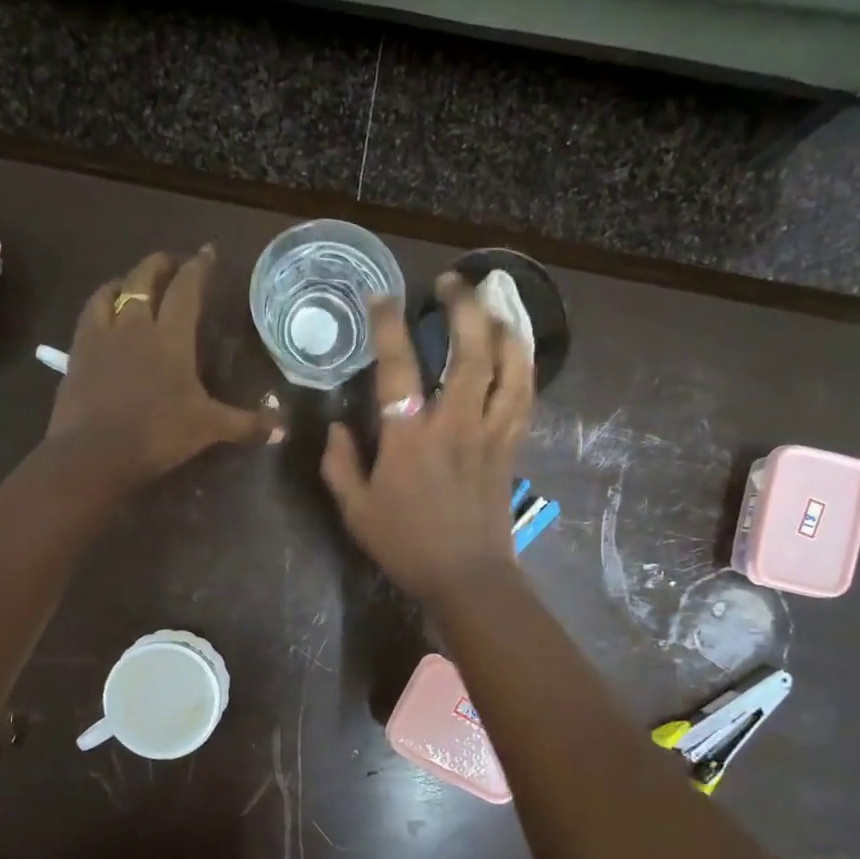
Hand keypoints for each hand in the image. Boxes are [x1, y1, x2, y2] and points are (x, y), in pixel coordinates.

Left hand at [48, 246, 279, 483]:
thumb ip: (246, 424)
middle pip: (145, 278)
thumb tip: (283, 429)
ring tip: (134, 282)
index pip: (186, 289)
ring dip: (127, 280)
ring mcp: (102, 336)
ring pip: (112, 291)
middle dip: (161, 264)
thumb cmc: (158, 434)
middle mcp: (135, 324)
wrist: (95, 453)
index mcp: (170, 336)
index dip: (199, 267)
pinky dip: (100, 303)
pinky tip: (104, 312)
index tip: (208, 251)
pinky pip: (88, 314)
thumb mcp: (208, 429)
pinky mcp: (77, 352)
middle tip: (173, 262)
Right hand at [321, 274, 534, 606]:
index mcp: (409, 438)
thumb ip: (339, 463)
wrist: (466, 576)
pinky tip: (517, 347)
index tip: (381, 296)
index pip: (397, 366)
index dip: (388, 325)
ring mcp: (490, 432)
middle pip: (467, 351)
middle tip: (451, 281)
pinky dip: (524, 364)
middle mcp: (454, 423)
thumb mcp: (355, 510)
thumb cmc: (406, 545)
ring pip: (507, 366)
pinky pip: (524, 395)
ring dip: (501, 326)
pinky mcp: (511, 445)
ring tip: (493, 300)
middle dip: (461, 307)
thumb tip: (335, 426)